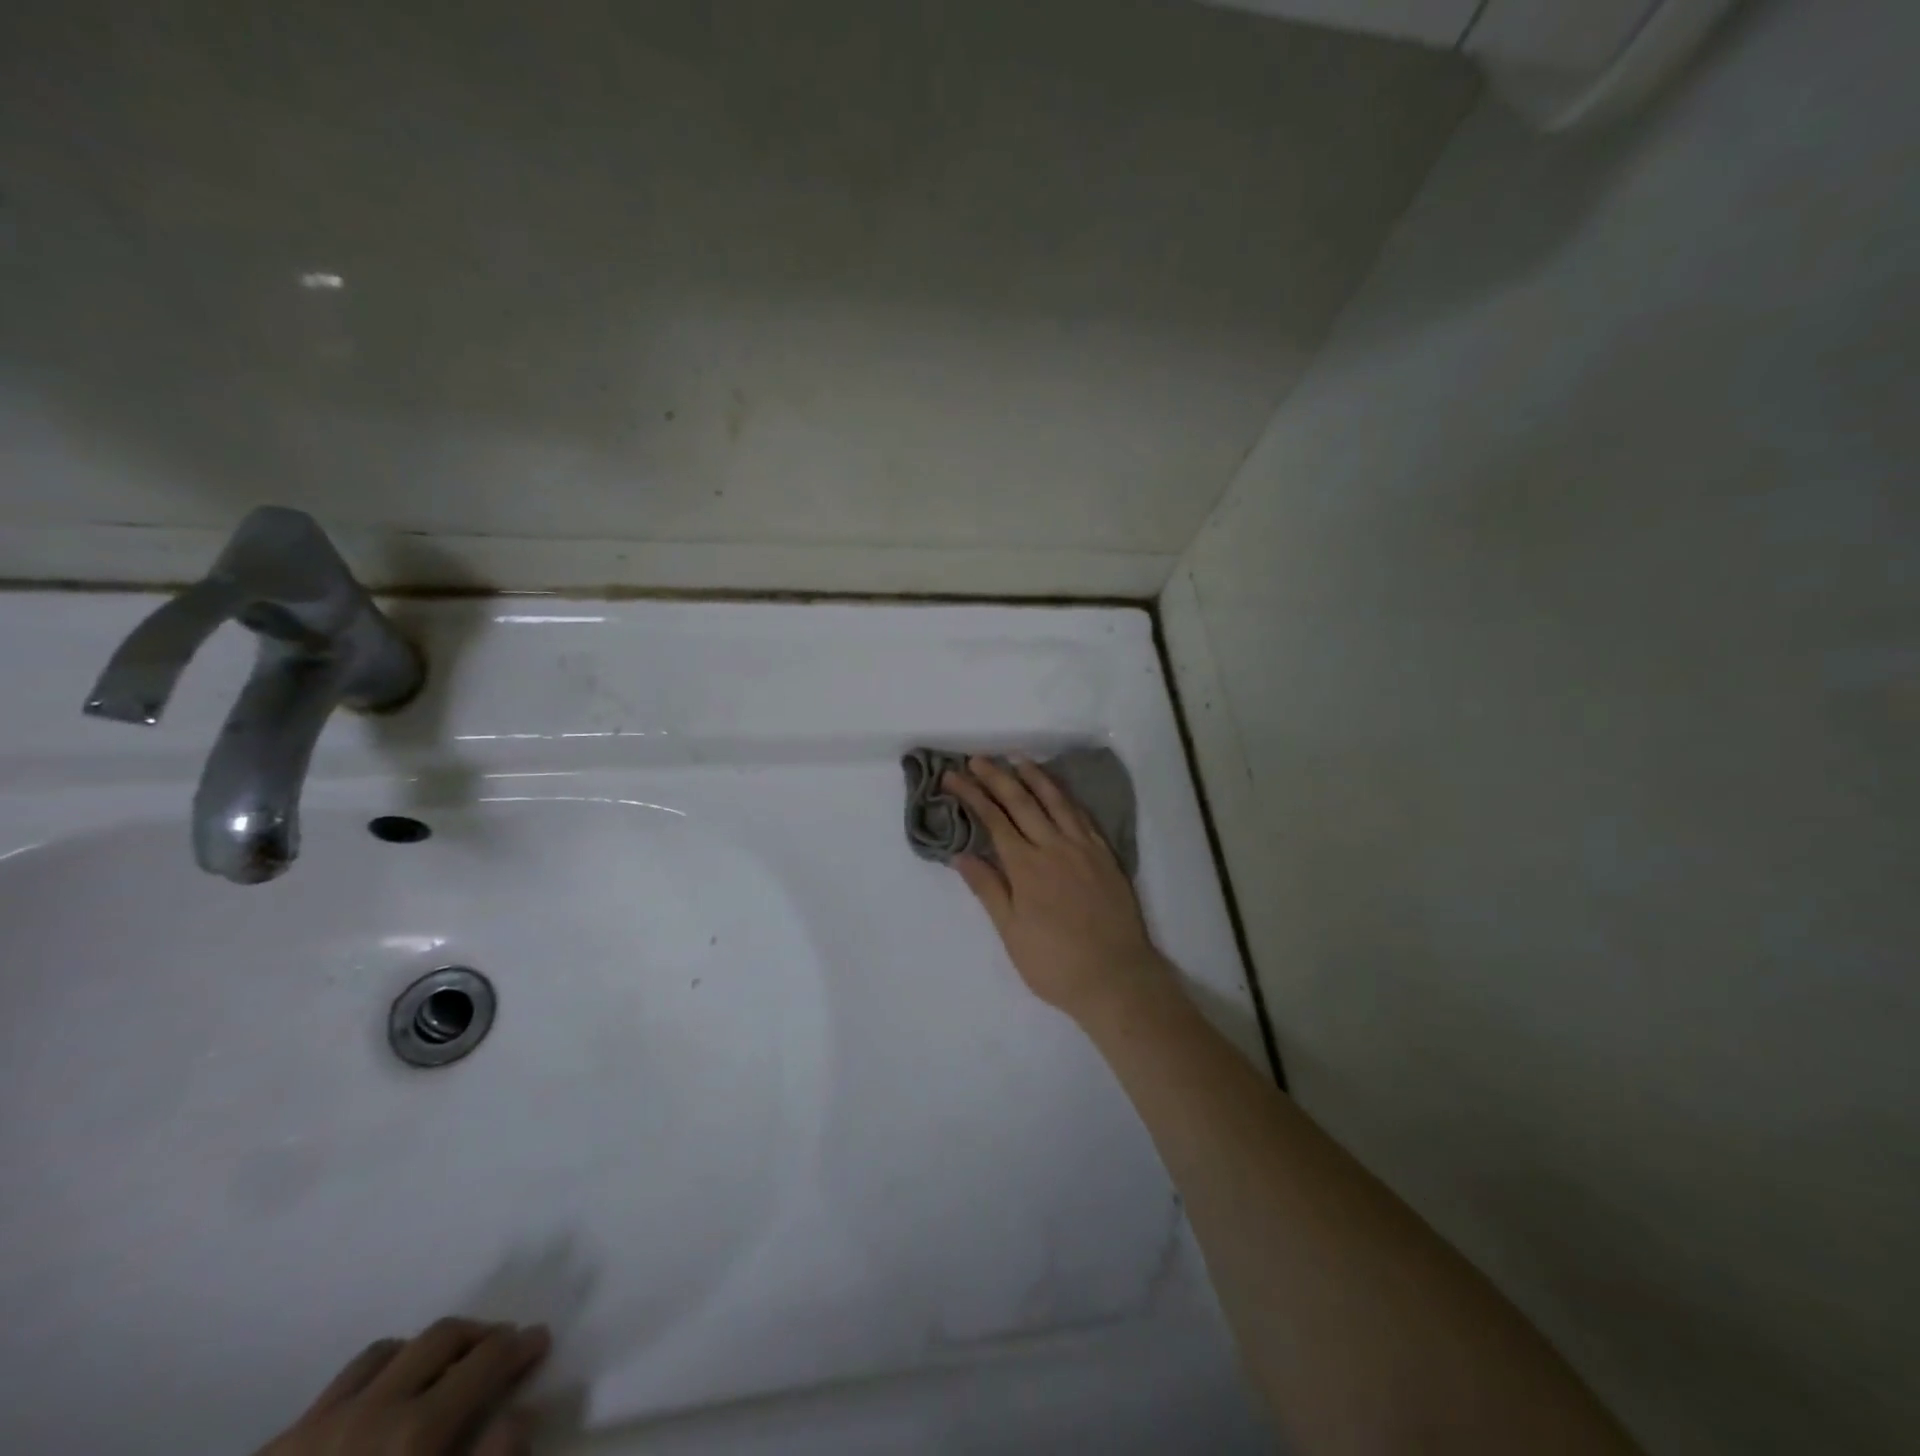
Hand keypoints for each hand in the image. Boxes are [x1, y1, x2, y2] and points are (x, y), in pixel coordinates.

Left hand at [254, 1318, 549, 1455]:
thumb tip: (521, 1412)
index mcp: (415, 1433)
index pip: (487, 1360)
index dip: (519, 1346)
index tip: (538, 1341)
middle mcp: (371, 1410)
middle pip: (443, 1336)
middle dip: (481, 1334)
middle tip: (500, 1347)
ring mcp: (316, 1424)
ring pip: (389, 1350)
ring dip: (426, 1349)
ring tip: (441, 1369)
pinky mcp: (274, 1446)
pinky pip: (339, 1384)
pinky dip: (375, 1376)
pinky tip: (377, 1403)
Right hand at [943, 756, 1174, 1026]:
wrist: (1116, 978)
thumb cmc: (1055, 963)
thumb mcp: (1011, 933)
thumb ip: (988, 889)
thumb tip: (962, 854)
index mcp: (1026, 867)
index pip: (993, 819)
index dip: (971, 794)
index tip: (952, 776)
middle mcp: (1054, 847)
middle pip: (1021, 802)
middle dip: (996, 777)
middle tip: (977, 759)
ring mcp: (1083, 848)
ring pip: (1055, 801)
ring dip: (1034, 776)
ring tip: (1017, 758)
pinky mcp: (1105, 855)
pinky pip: (1082, 815)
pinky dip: (1065, 797)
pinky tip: (1058, 791)